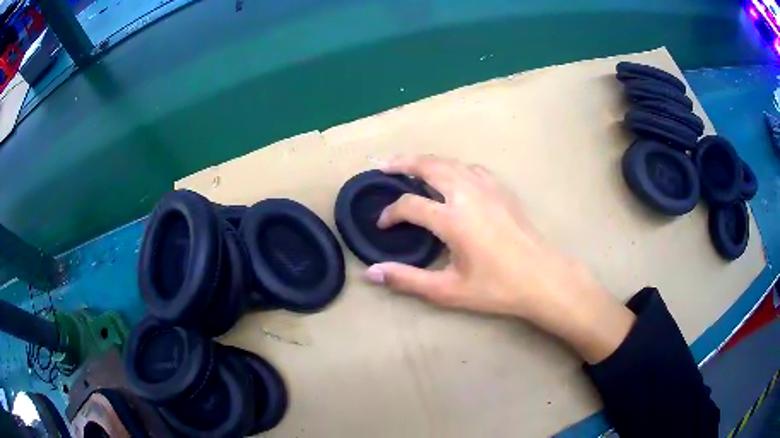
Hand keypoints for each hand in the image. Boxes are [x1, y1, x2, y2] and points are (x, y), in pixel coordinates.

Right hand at [364, 155, 634, 362]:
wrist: (543, 278)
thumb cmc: (497, 288)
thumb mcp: (448, 291)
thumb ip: (407, 279)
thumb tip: (371, 273)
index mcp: (453, 219)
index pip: (410, 205)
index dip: (390, 213)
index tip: (383, 225)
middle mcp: (468, 194)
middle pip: (428, 166)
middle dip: (402, 163)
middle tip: (382, 166)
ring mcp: (487, 188)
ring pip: (450, 162)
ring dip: (426, 161)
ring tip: (409, 166)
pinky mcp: (501, 190)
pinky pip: (470, 168)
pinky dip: (452, 166)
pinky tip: (451, 176)